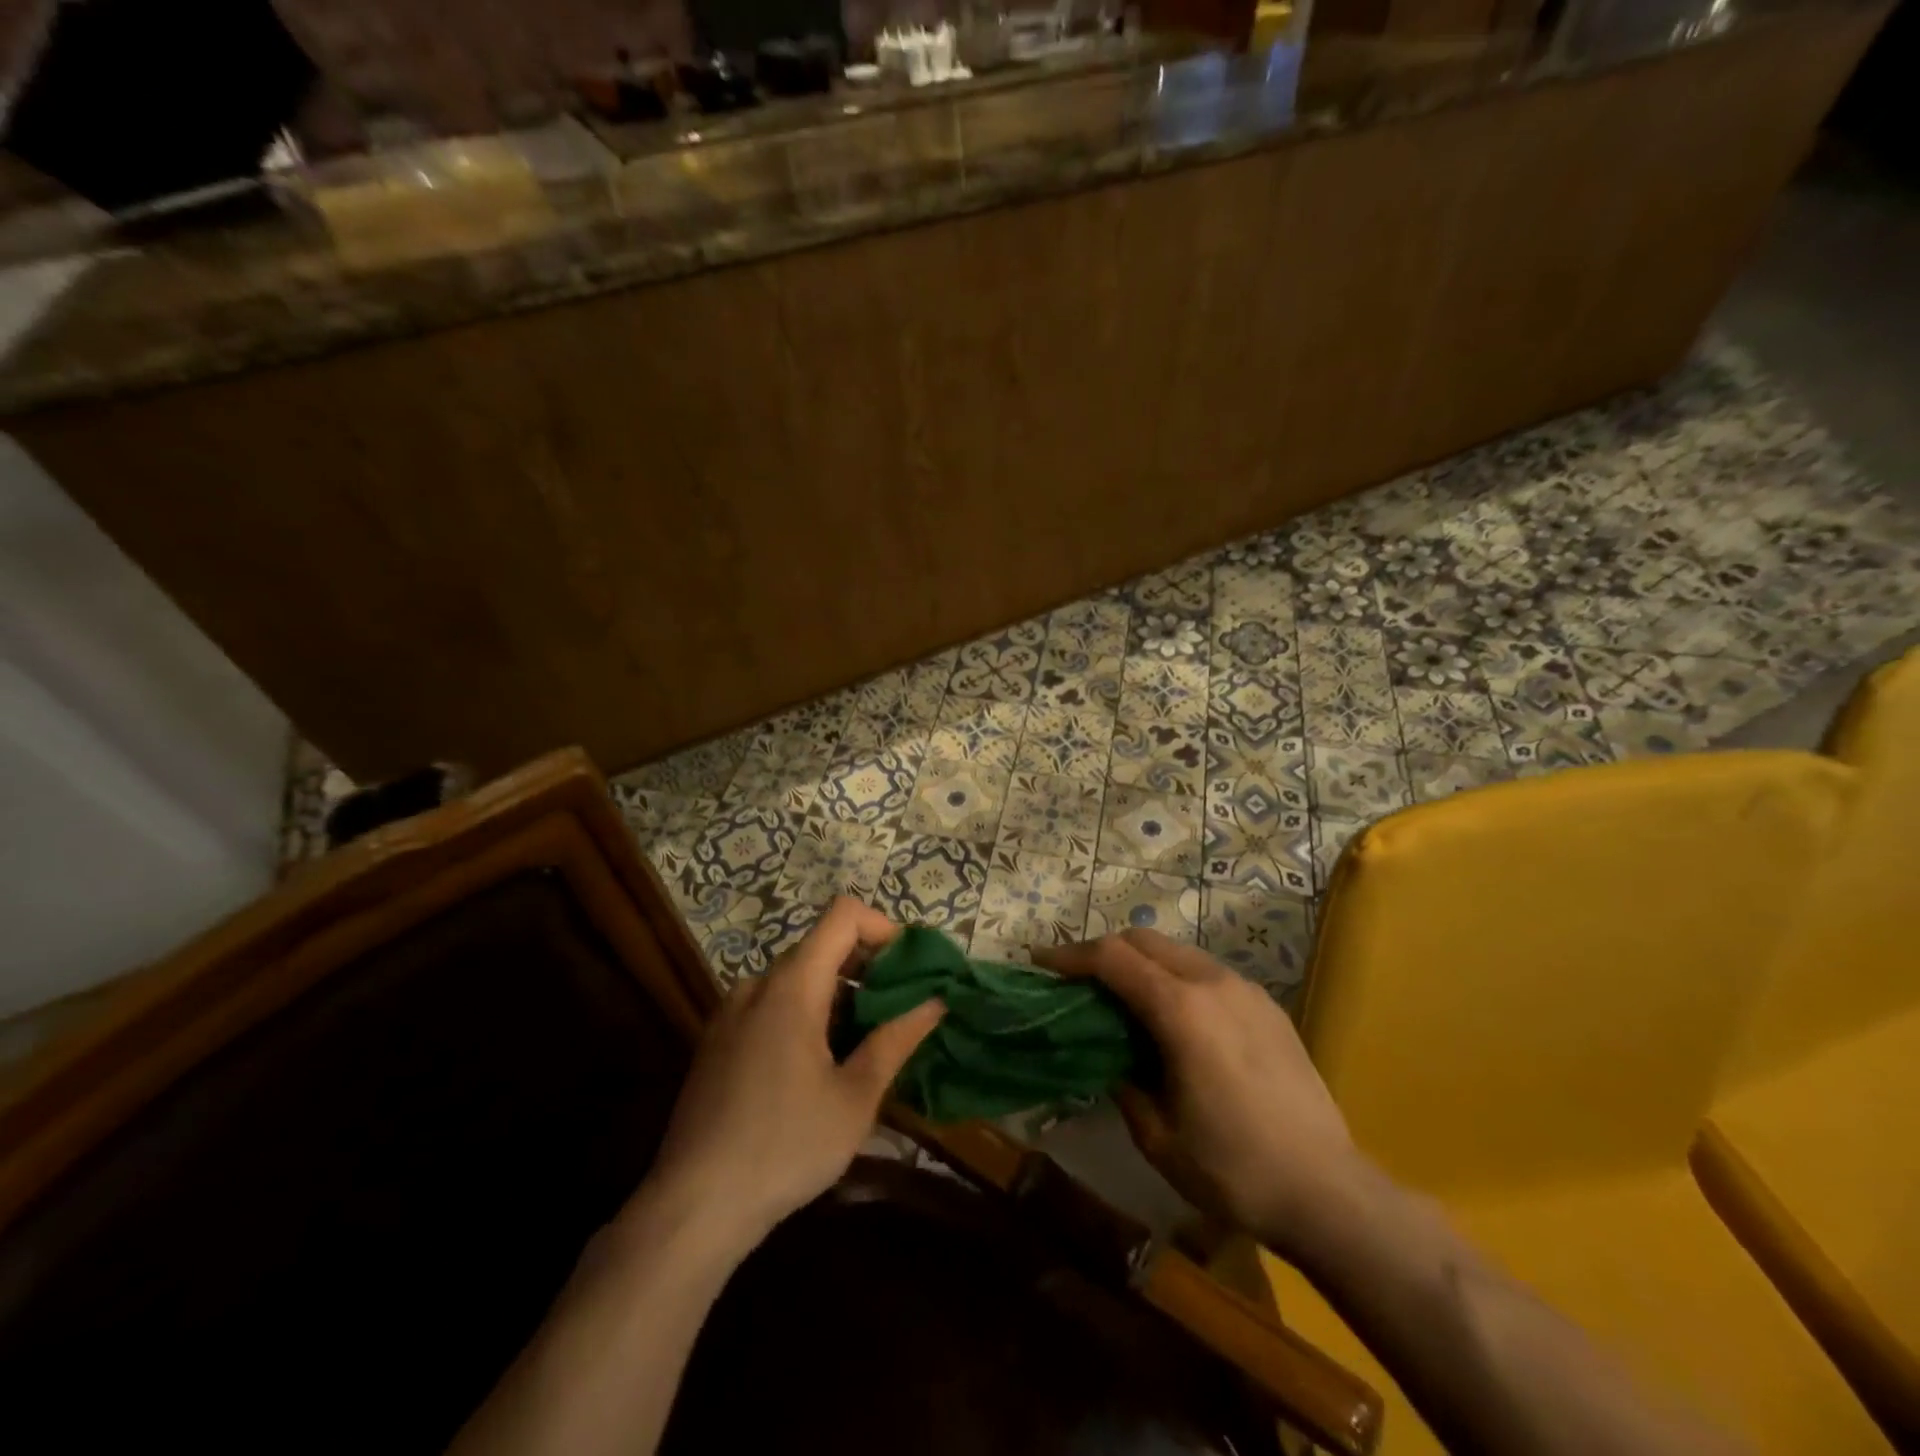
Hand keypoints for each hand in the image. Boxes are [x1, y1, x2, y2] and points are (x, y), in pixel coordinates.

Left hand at [641, 898, 944, 1257]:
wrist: (693, 1207)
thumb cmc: (785, 1147)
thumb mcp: (855, 1098)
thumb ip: (896, 1040)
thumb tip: (935, 1002)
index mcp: (792, 986)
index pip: (842, 915)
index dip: (882, 926)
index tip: (908, 967)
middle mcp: (757, 984)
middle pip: (820, 945)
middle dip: (866, 966)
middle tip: (897, 1011)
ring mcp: (731, 1011)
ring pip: (796, 977)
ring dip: (836, 993)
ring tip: (862, 1043)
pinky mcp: (716, 1040)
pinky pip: (770, 1003)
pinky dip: (804, 1012)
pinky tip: (816, 1066)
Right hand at [1036, 929, 1361, 1258]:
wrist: (1329, 1192)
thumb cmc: (1234, 1169)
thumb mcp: (1157, 1136)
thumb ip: (1123, 1083)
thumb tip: (1108, 1059)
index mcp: (1180, 1010)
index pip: (1112, 958)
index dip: (1070, 955)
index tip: (1041, 962)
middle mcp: (1212, 983)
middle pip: (1144, 940)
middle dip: (1104, 951)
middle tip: (1078, 980)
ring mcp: (1244, 989)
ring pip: (1177, 951)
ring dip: (1141, 961)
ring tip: (1123, 996)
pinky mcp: (1266, 1005)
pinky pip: (1206, 972)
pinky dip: (1175, 977)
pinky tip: (1174, 1017)